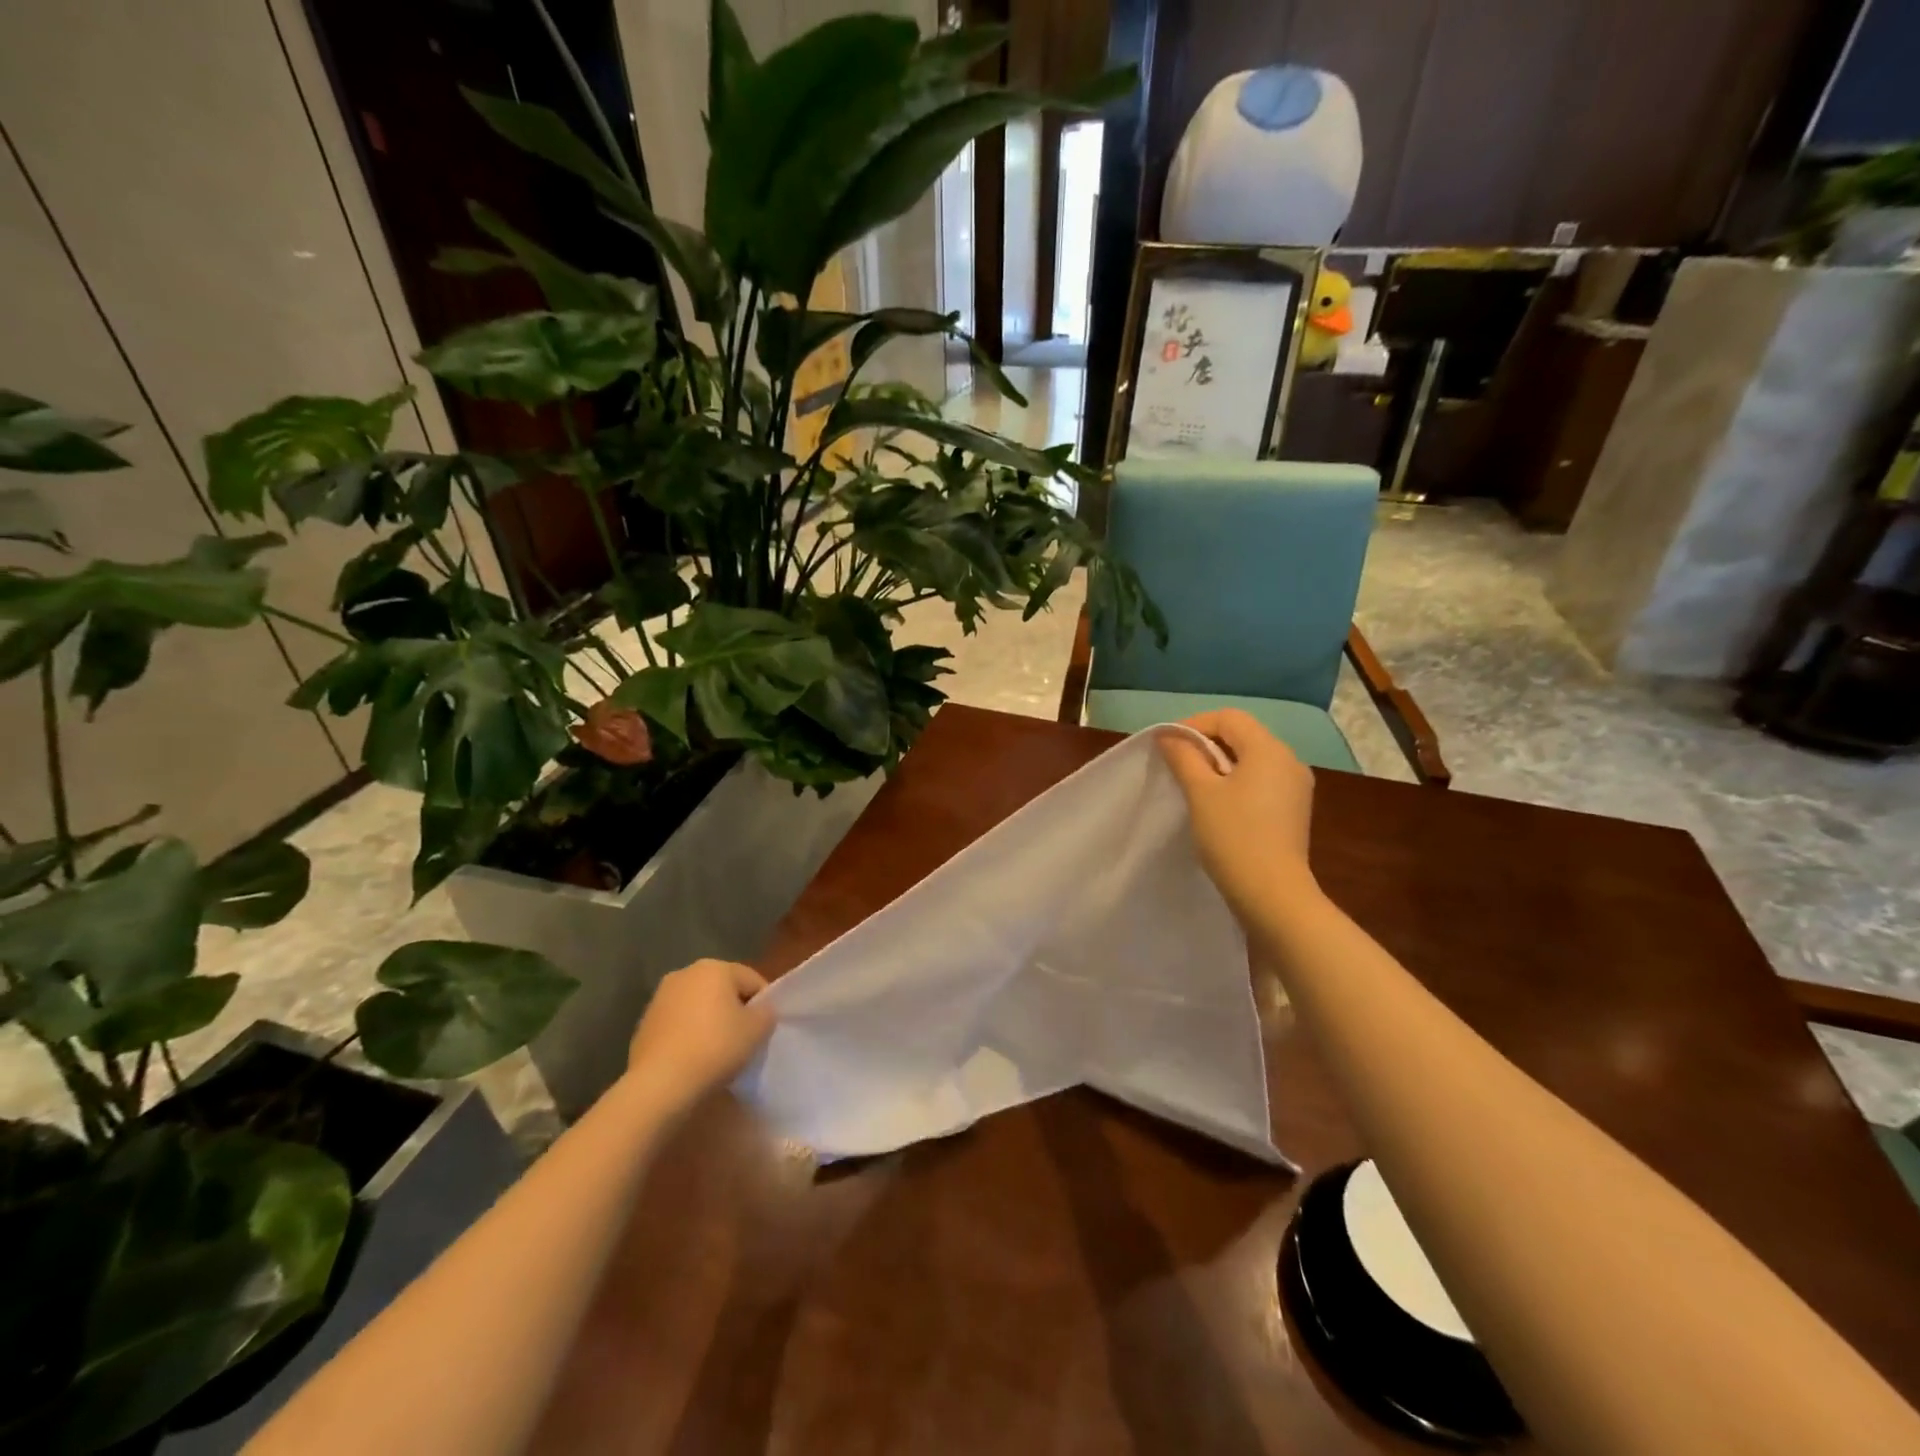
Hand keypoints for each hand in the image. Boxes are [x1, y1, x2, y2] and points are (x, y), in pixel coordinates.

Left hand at [625, 959, 773, 1104]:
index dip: (763, 1004)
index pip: (751, 980)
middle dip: (734, 1010)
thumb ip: (766, 1013)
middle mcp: (685, 973)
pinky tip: (693, 1059)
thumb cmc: (715, 1047)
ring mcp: (660, 997)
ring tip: (717, 1052)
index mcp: (715, 967)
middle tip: (744, 1039)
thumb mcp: (757, 1030)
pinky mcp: (644, 1023)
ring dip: (709, 1022)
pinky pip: (678, 1024)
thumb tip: (760, 1011)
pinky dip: (688, 1035)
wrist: (659, 1084)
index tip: (764, 1029)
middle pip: (722, 990)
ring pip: (698, 1006)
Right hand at [1158, 709, 1317, 919]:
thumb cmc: (1233, 836)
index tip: (1168, 746)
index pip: (1229, 718)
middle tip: (1177, 764)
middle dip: (1207, 744)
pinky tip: (1218, 806)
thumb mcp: (1200, 792)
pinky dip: (1237, 783)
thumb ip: (1184, 757)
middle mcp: (1289, 761)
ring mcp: (1296, 787)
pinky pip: (1261, 782)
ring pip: (1252, 760)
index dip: (1194, 724)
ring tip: (1194, 786)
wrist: (1272, 894)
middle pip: (1243, 736)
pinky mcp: (1294, 811)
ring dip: (1221, 764)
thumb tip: (1169, 736)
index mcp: (1269, 749)